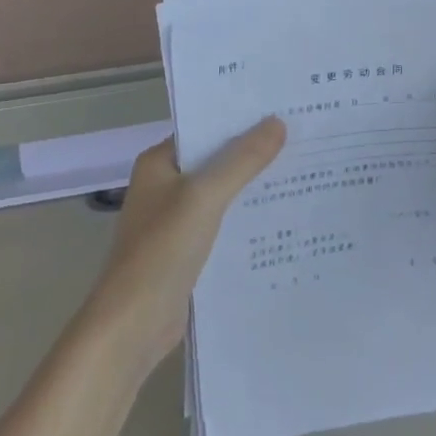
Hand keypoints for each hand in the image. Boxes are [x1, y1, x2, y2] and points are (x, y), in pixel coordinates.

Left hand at [88, 119, 286, 372]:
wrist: (132, 326)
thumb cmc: (162, 250)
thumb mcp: (205, 197)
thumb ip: (242, 160)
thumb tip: (277, 122)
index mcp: (159, 163)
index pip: (204, 128)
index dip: (240, 119)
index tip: (282, 109)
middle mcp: (166, 185)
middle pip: (216, 160)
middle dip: (254, 152)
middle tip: (302, 138)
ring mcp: (176, 220)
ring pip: (223, 193)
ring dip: (253, 187)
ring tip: (303, 171)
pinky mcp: (188, 251)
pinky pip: (224, 224)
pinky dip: (247, 219)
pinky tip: (283, 217)